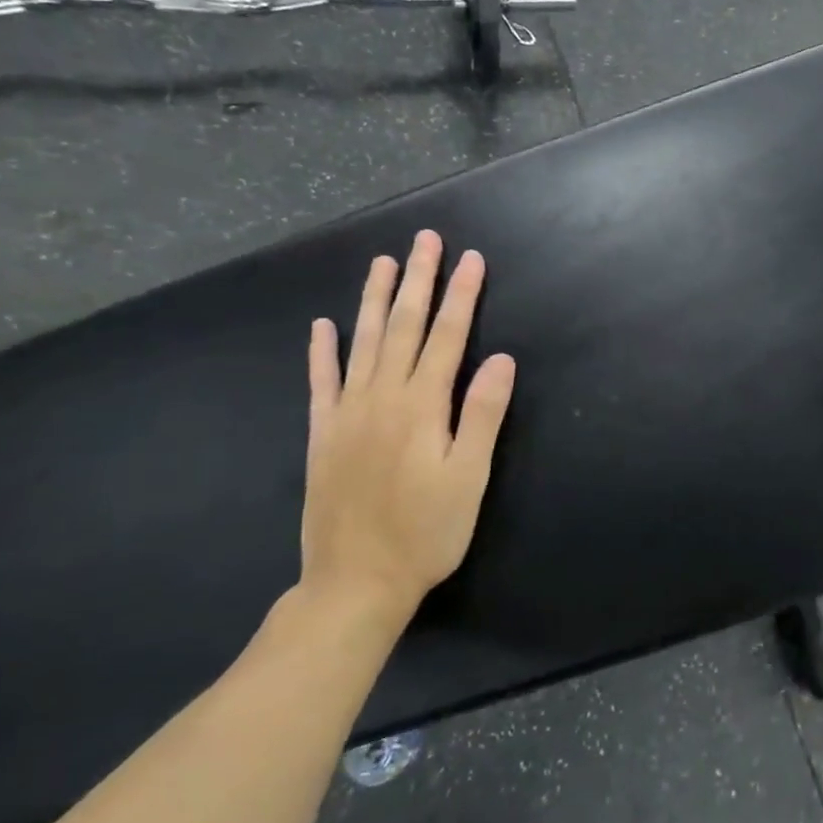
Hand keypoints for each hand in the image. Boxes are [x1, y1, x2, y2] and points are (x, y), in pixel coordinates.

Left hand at [300, 231, 515, 624]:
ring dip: (373, 299)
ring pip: (362, 343)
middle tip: (425, 240)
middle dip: (418, 280)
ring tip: (382, 263)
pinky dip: (322, 351)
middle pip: (403, 327)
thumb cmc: (426, 532)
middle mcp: (382, 398)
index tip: (471, 259)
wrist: (354, 583)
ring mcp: (347, 414)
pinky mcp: (323, 435)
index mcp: (423, 406)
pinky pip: (321, 382)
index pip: (447, 337)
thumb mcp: (470, 477)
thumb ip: (483, 414)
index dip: (461, 296)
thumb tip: (501, 358)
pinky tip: (322, 325)